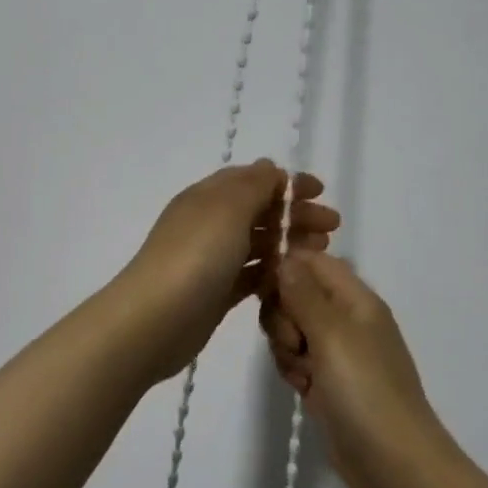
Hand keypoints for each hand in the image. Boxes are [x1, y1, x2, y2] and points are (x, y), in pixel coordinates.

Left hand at [113, 161, 340, 386]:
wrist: (155, 319)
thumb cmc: (196, 255)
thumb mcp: (227, 208)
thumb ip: (253, 185)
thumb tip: (269, 167)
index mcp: (208, 197)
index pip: (251, 180)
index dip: (286, 183)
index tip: (321, 192)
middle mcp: (209, 223)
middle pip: (258, 211)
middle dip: (294, 214)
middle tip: (332, 227)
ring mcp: (211, 259)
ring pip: (257, 243)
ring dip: (288, 242)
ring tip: (322, 252)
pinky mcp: (216, 292)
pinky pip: (251, 274)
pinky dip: (273, 272)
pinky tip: (296, 279)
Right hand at [262, 250, 446, 487]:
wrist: (396, 467)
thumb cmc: (366, 391)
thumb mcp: (332, 334)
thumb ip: (303, 293)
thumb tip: (284, 257)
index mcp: (356, 299)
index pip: (312, 261)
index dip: (286, 270)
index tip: (268, 293)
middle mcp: (347, 319)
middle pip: (295, 294)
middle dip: (283, 316)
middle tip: (295, 343)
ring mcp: (338, 353)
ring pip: (291, 328)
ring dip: (285, 347)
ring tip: (302, 374)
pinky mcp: (328, 382)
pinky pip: (296, 360)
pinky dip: (292, 371)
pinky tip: (302, 390)